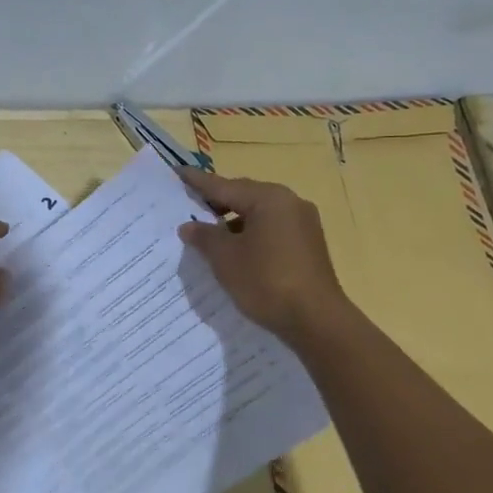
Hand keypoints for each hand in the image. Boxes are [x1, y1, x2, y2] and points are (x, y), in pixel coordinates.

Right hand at [177, 168, 348, 343]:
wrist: (315, 320)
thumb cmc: (266, 281)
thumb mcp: (225, 258)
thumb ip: (204, 237)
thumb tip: (189, 226)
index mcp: (269, 198)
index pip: (223, 185)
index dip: (197, 182)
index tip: (177, 172)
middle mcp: (290, 203)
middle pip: (244, 196)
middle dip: (216, 202)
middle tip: (188, 204)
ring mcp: (303, 224)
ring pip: (259, 214)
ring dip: (233, 221)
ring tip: (208, 233)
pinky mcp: (308, 245)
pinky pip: (272, 230)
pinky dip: (251, 234)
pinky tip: (236, 250)